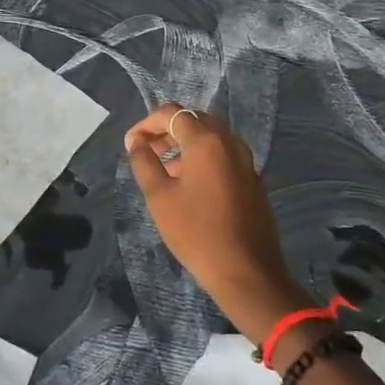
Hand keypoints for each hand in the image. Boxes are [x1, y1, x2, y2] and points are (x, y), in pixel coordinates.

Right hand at [124, 103, 308, 343]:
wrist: (247, 272)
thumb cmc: (196, 232)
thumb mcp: (159, 197)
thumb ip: (144, 162)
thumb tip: (136, 142)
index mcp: (206, 140)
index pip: (172, 113)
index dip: (147, 123)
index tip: (131, 144)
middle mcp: (229, 141)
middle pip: (194, 120)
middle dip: (166, 131)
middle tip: (146, 152)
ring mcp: (245, 160)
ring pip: (210, 137)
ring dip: (184, 144)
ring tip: (164, 169)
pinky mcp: (252, 179)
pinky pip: (223, 154)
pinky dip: (202, 157)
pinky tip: (189, 184)